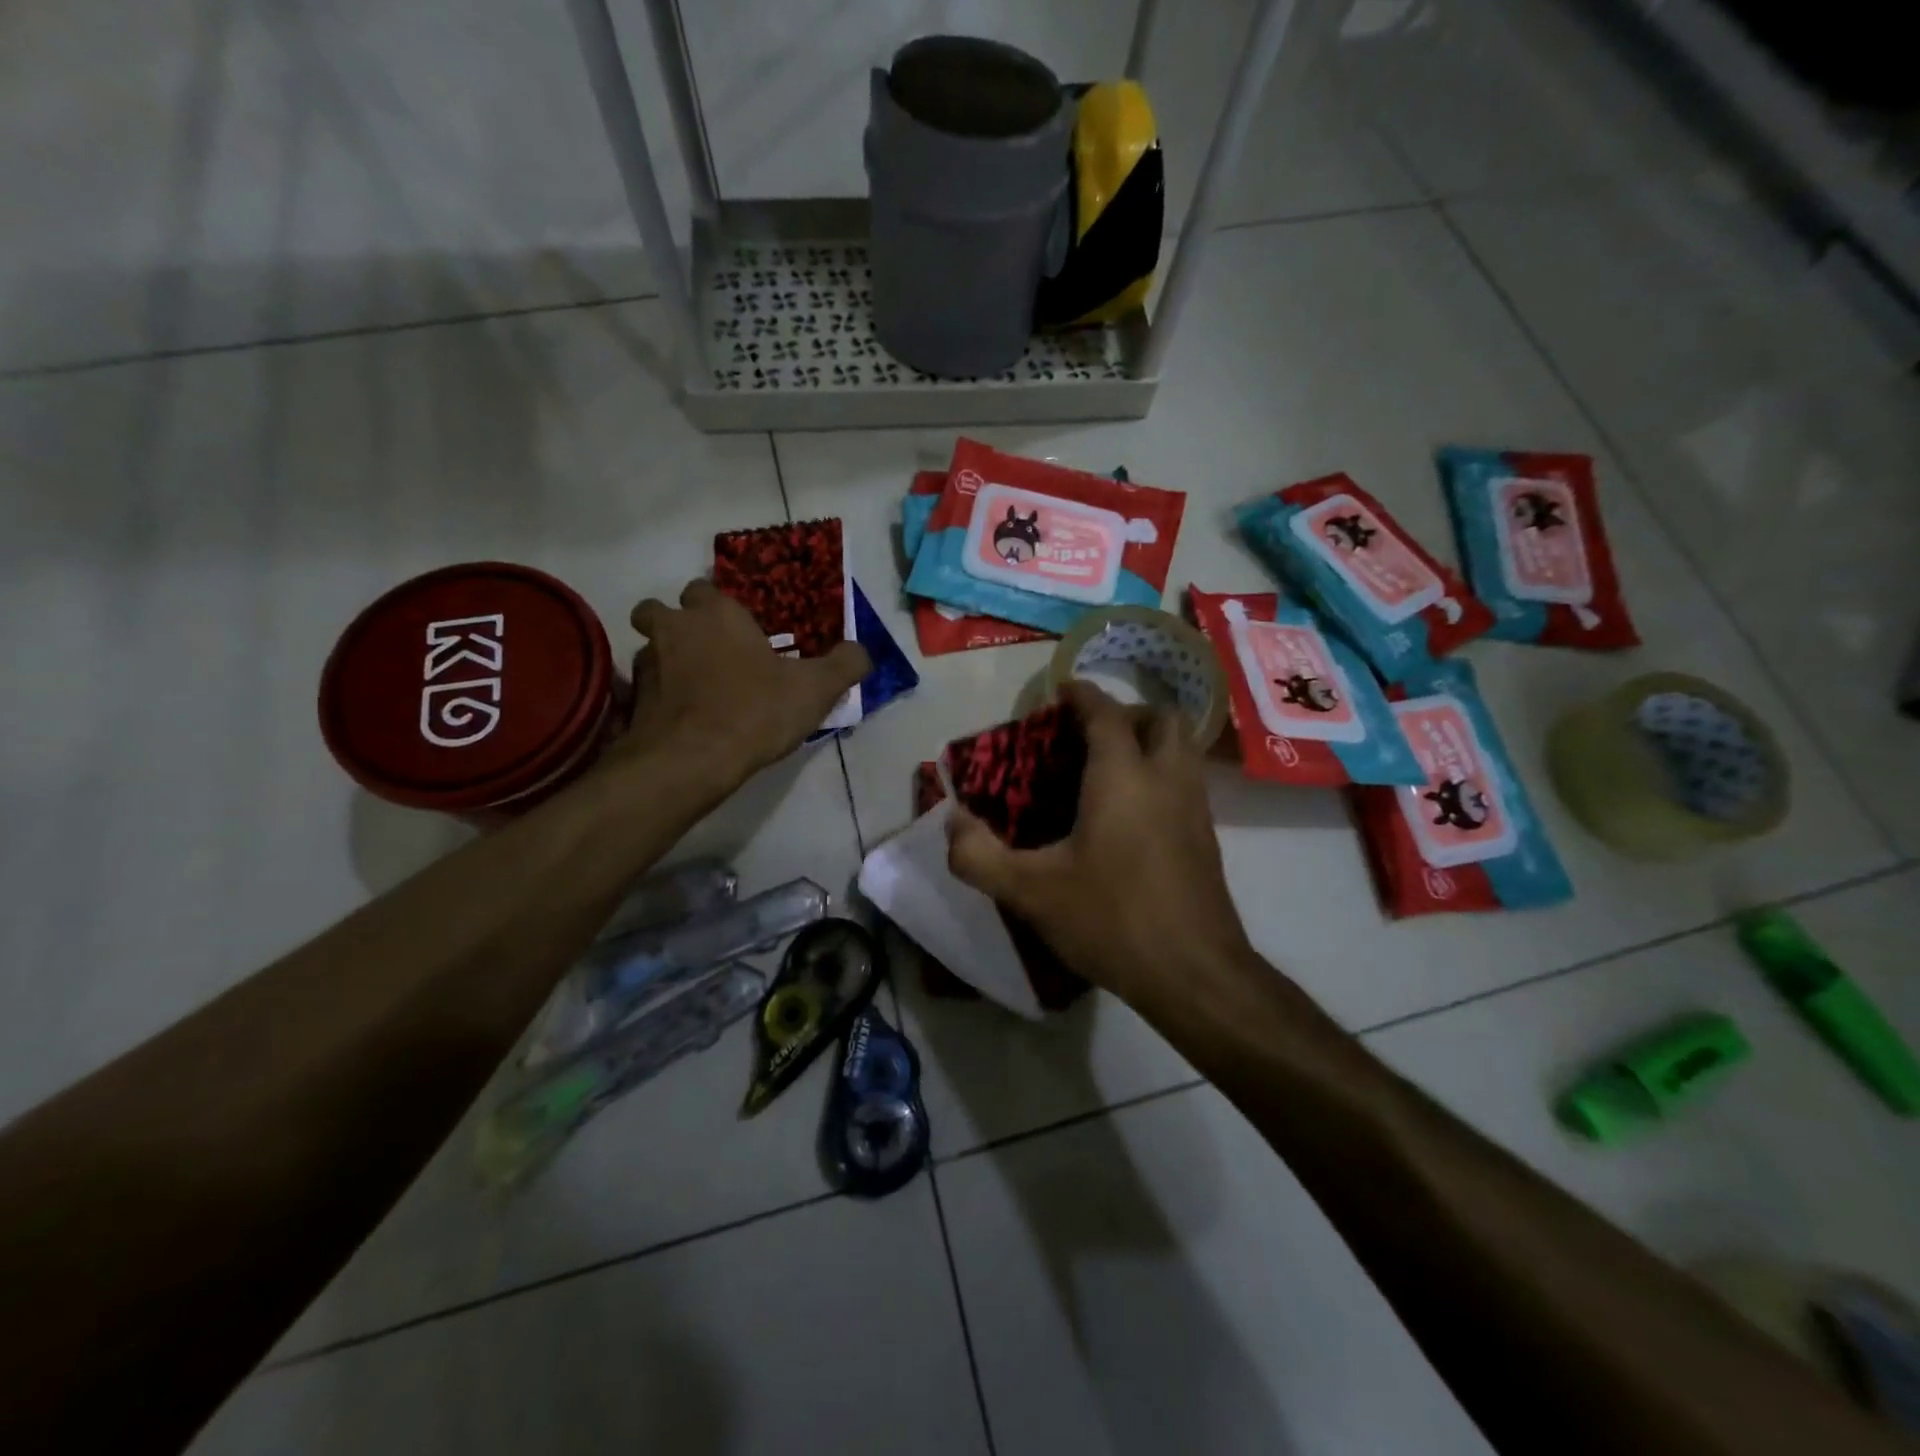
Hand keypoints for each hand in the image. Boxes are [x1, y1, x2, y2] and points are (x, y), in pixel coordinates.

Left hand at [611, 579, 869, 796]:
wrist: (692, 760)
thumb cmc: (755, 711)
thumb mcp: (816, 689)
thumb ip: (845, 664)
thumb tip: (862, 652)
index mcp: (717, 614)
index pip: (705, 589)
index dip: (719, 607)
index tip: (738, 630)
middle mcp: (675, 628)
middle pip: (660, 610)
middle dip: (677, 623)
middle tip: (707, 651)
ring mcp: (647, 664)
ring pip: (649, 648)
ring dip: (666, 660)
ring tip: (695, 688)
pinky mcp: (633, 701)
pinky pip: (643, 688)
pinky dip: (658, 697)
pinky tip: (681, 718)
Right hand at [946, 681, 1253, 1007]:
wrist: (1195, 975)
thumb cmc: (1112, 919)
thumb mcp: (1030, 891)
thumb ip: (979, 855)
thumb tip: (951, 821)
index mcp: (1123, 776)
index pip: (1105, 712)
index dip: (1081, 695)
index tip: (1059, 694)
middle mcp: (1166, 778)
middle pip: (1159, 718)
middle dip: (1125, 715)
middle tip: (1087, 738)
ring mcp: (1195, 808)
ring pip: (1181, 749)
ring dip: (1148, 743)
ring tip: (1107, 772)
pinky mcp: (1207, 838)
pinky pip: (1186, 782)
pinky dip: (1161, 776)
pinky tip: (1131, 817)